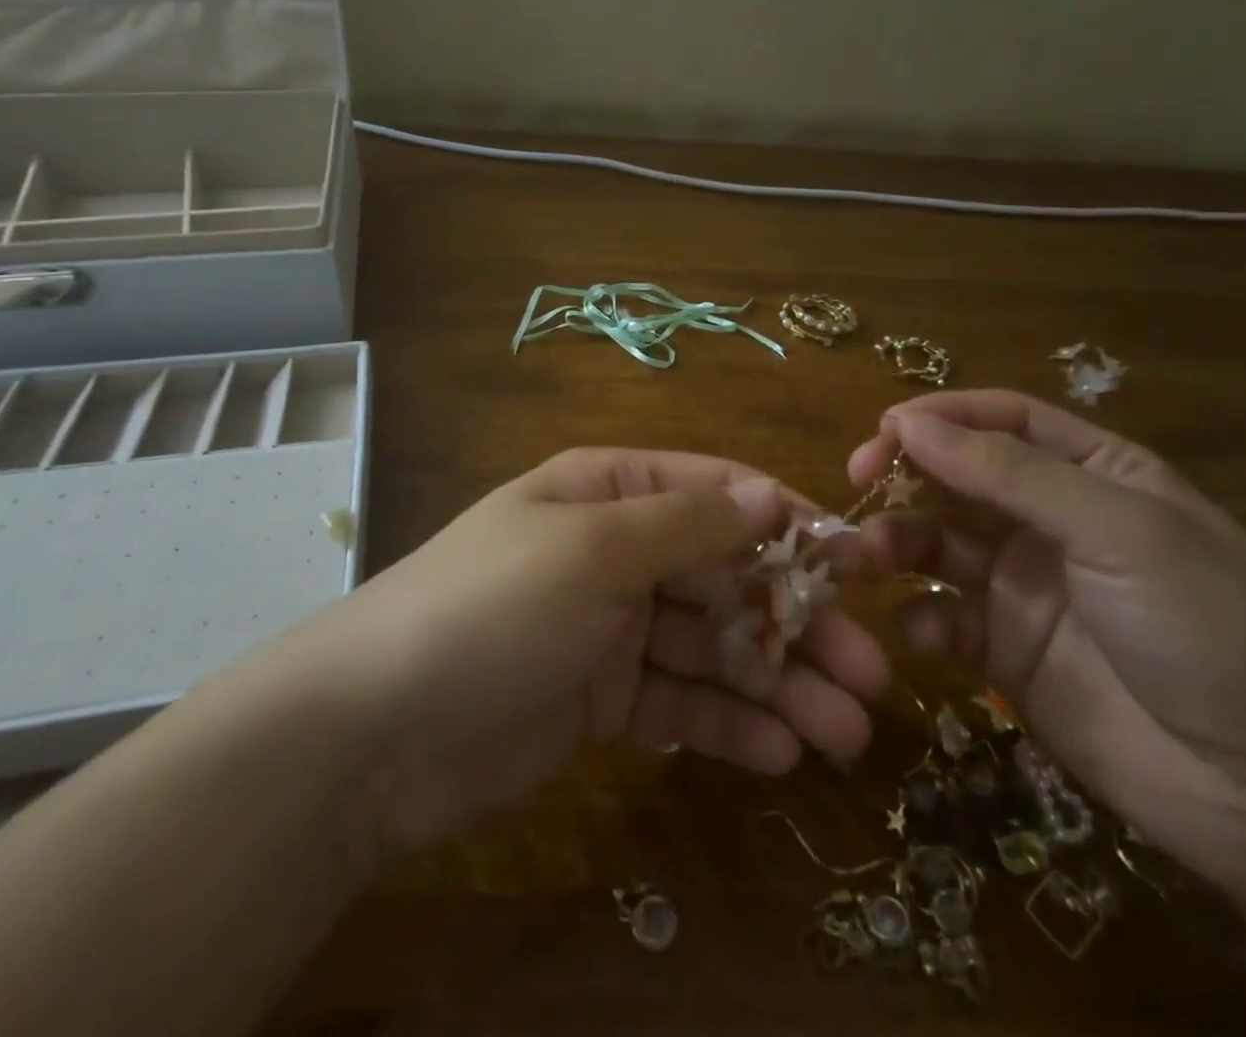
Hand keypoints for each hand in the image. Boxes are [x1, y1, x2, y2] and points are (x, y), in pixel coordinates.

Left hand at [279, 449, 890, 852]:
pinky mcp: (603, 697)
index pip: (718, 494)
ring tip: (844, 733)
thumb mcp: (593, 549)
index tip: (858, 567)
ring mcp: (611, 626)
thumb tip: (769, 491)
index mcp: (611, 493)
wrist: (375, 729)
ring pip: (712, 647)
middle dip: (796, 623)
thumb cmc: (492, 607)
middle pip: (725, 577)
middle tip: (870, 676)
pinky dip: (727, 724)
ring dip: (778, 685)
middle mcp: (617, 550)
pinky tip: (780, 755)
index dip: (789, 525)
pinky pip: (679, 702)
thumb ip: (687, 524)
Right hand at [850, 391, 1245, 946]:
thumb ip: (1009, 474)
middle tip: (854, 485)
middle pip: (956, 476)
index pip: (1001, 420)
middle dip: (902, 475)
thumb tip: (909, 422)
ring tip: (860, 559)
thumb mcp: (1118, 532)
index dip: (939, 417)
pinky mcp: (1005, 652)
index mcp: (1094, 473)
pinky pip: (942, 616)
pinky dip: (919, 616)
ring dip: (892, 542)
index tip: (881, 432)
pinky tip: (921, 632)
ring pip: (935, 541)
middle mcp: (1051, 520)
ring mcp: (1024, 586)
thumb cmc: (1213, 634)